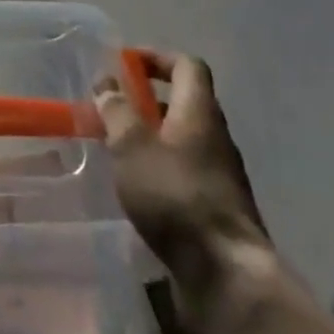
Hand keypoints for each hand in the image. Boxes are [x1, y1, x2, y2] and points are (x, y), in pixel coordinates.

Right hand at [95, 50, 270, 302]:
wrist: (226, 275)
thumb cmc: (175, 196)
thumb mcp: (132, 146)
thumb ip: (116, 111)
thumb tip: (107, 84)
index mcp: (199, 112)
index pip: (187, 66)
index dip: (158, 57)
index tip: (126, 64)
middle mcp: (215, 137)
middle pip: (185, 103)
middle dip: (147, 101)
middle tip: (113, 108)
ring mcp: (221, 175)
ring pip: (184, 140)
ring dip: (152, 137)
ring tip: (117, 149)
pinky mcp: (217, 209)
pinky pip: (186, 173)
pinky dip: (161, 169)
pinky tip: (137, 188)